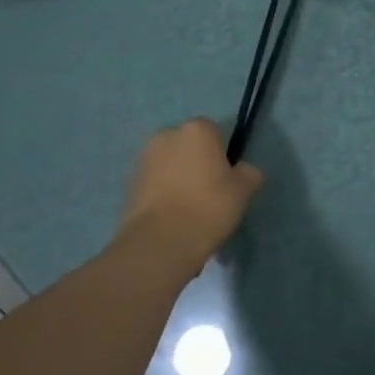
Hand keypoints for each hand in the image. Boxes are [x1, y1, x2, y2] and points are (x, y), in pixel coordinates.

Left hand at [114, 119, 261, 277]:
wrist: (158, 244)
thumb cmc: (207, 208)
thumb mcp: (243, 191)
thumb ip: (248, 173)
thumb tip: (242, 171)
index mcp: (196, 129)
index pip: (214, 132)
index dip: (222, 154)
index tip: (226, 178)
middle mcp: (166, 135)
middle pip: (188, 146)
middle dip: (196, 163)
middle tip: (208, 193)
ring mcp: (143, 159)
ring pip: (169, 165)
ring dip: (177, 179)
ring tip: (188, 211)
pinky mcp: (127, 185)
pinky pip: (154, 184)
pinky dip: (162, 195)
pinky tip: (171, 220)